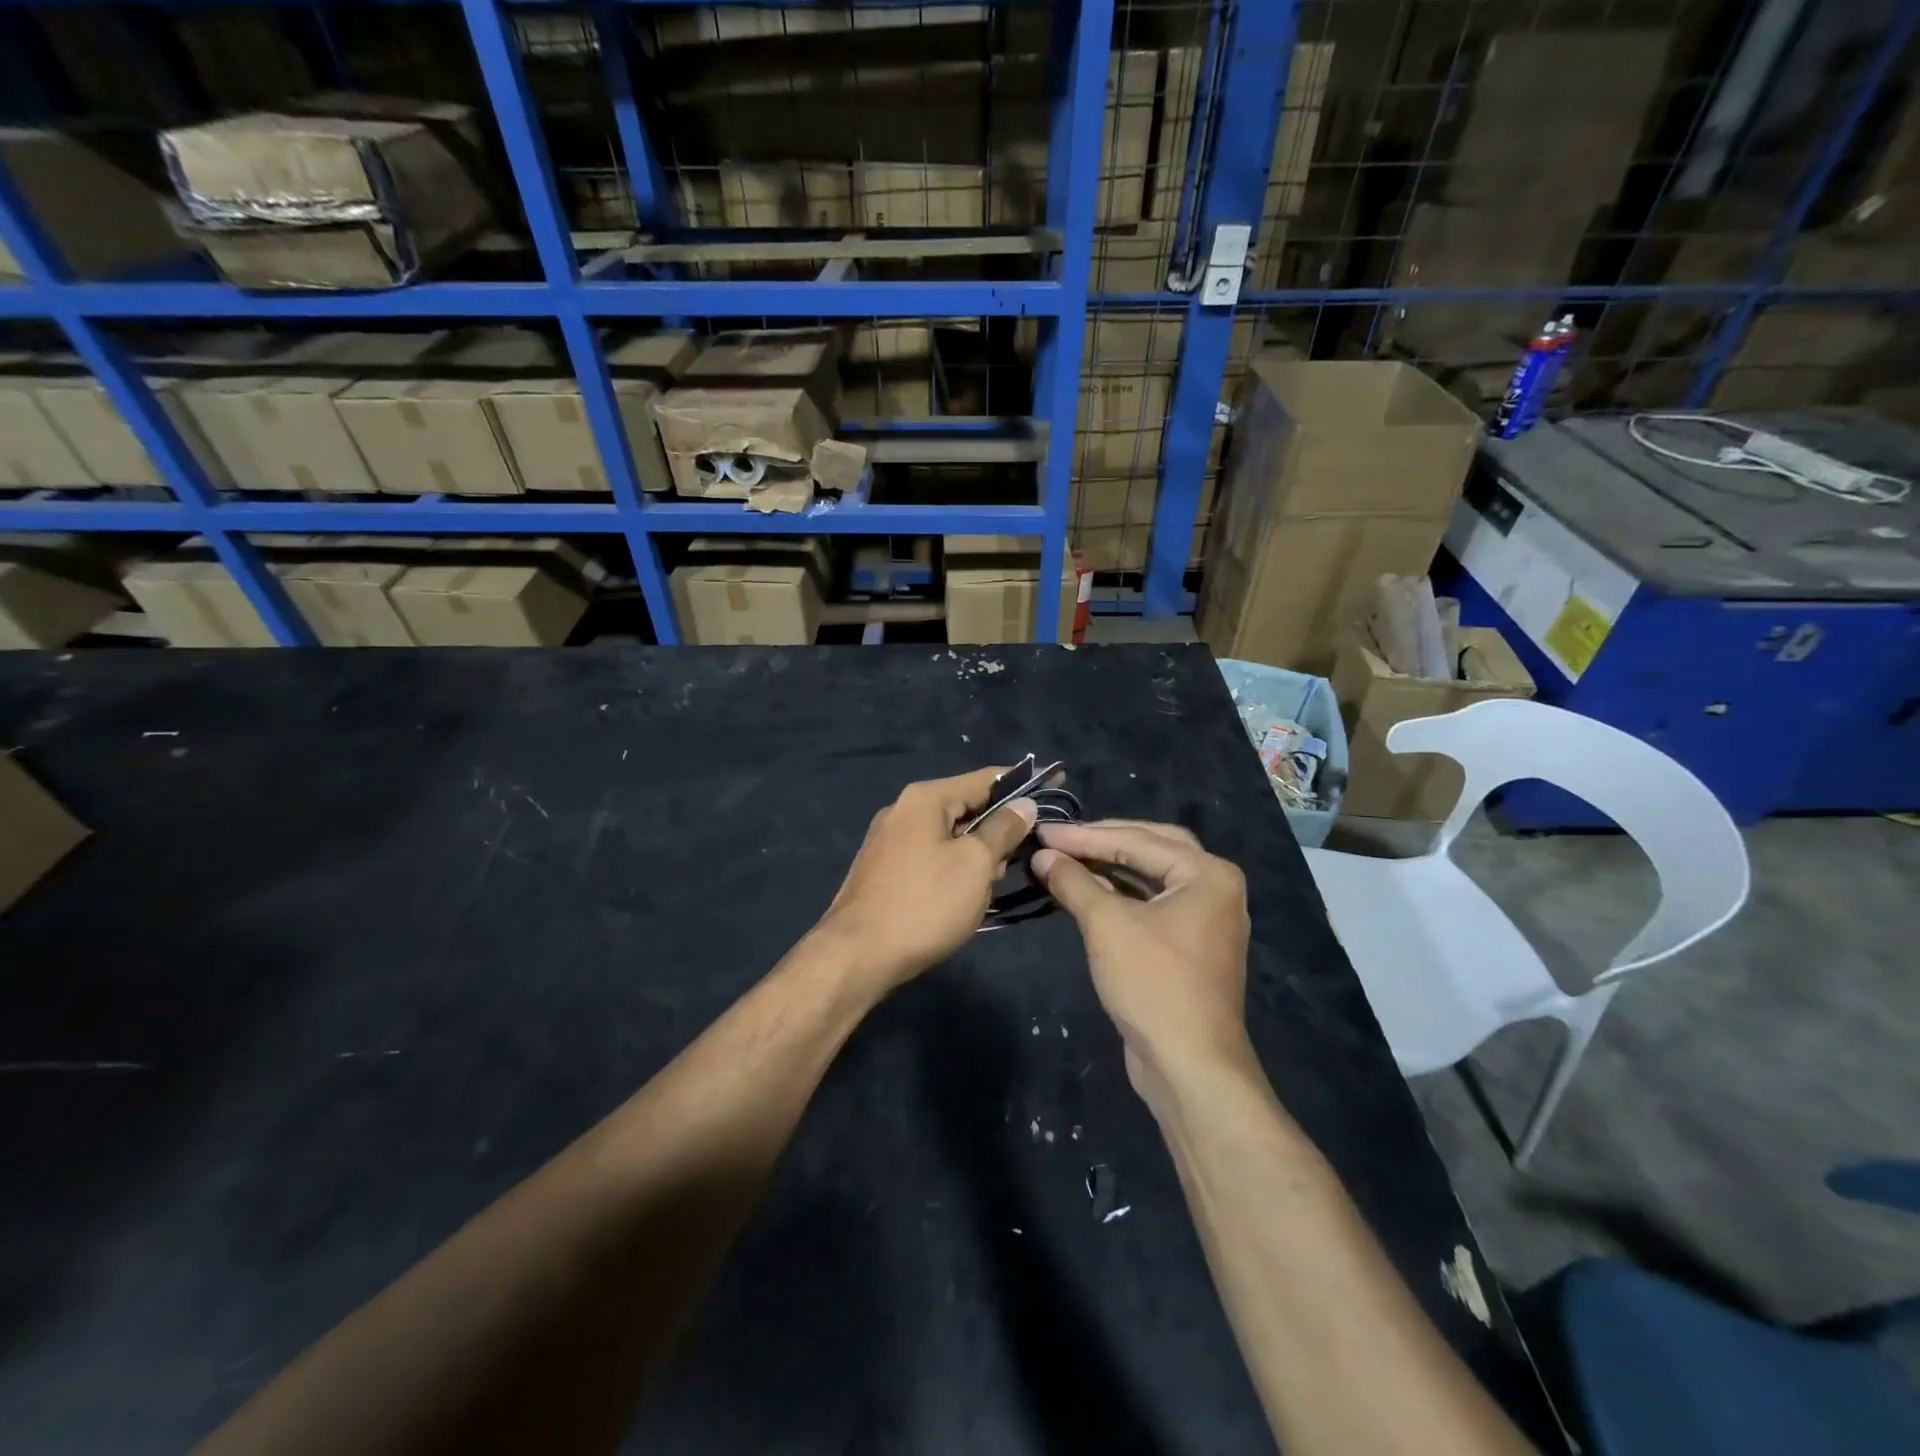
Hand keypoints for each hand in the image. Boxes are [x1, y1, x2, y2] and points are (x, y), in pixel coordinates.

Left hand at [817, 767, 1037, 989]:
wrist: (856, 956)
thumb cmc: (924, 904)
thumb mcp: (975, 864)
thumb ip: (1003, 829)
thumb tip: (1023, 804)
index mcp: (925, 798)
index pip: (985, 778)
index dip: (1023, 781)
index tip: (1057, 783)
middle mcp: (903, 811)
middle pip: (967, 807)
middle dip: (999, 830)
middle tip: (1022, 858)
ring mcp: (889, 842)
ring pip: (950, 837)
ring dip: (977, 857)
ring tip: (988, 889)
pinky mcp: (884, 871)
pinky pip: (932, 858)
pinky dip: (954, 871)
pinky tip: (963, 900)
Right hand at [1030, 821, 1251, 1101]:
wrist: (1190, 1067)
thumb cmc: (1153, 983)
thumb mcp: (1107, 924)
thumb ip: (1074, 881)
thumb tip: (1043, 854)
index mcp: (1208, 874)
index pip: (1139, 839)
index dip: (1086, 835)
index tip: (1043, 831)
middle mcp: (1215, 889)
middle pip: (1152, 848)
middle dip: (1103, 842)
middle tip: (1060, 839)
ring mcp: (1206, 920)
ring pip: (1152, 878)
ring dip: (1110, 868)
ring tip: (1066, 860)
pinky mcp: (1191, 947)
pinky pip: (1153, 905)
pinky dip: (1121, 895)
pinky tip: (1088, 893)